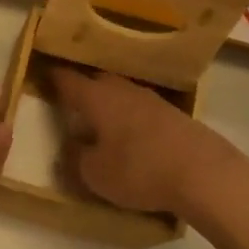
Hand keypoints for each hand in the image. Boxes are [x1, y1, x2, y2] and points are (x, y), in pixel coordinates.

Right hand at [48, 67, 236, 216]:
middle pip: (98, 82)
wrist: (204, 173)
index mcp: (97, 98)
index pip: (68, 81)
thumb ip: (77, 158)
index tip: (44, 74)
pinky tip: (133, 136)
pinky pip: (142, 109)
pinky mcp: (174, 115)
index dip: (54, 78)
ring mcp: (152, 100)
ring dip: (110, 104)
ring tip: (102, 122)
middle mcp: (123, 90)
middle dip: (84, 89)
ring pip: (122, 94)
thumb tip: (72, 145)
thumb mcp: (95, 174)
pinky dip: (131, 118)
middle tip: (72, 103)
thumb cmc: (139, 170)